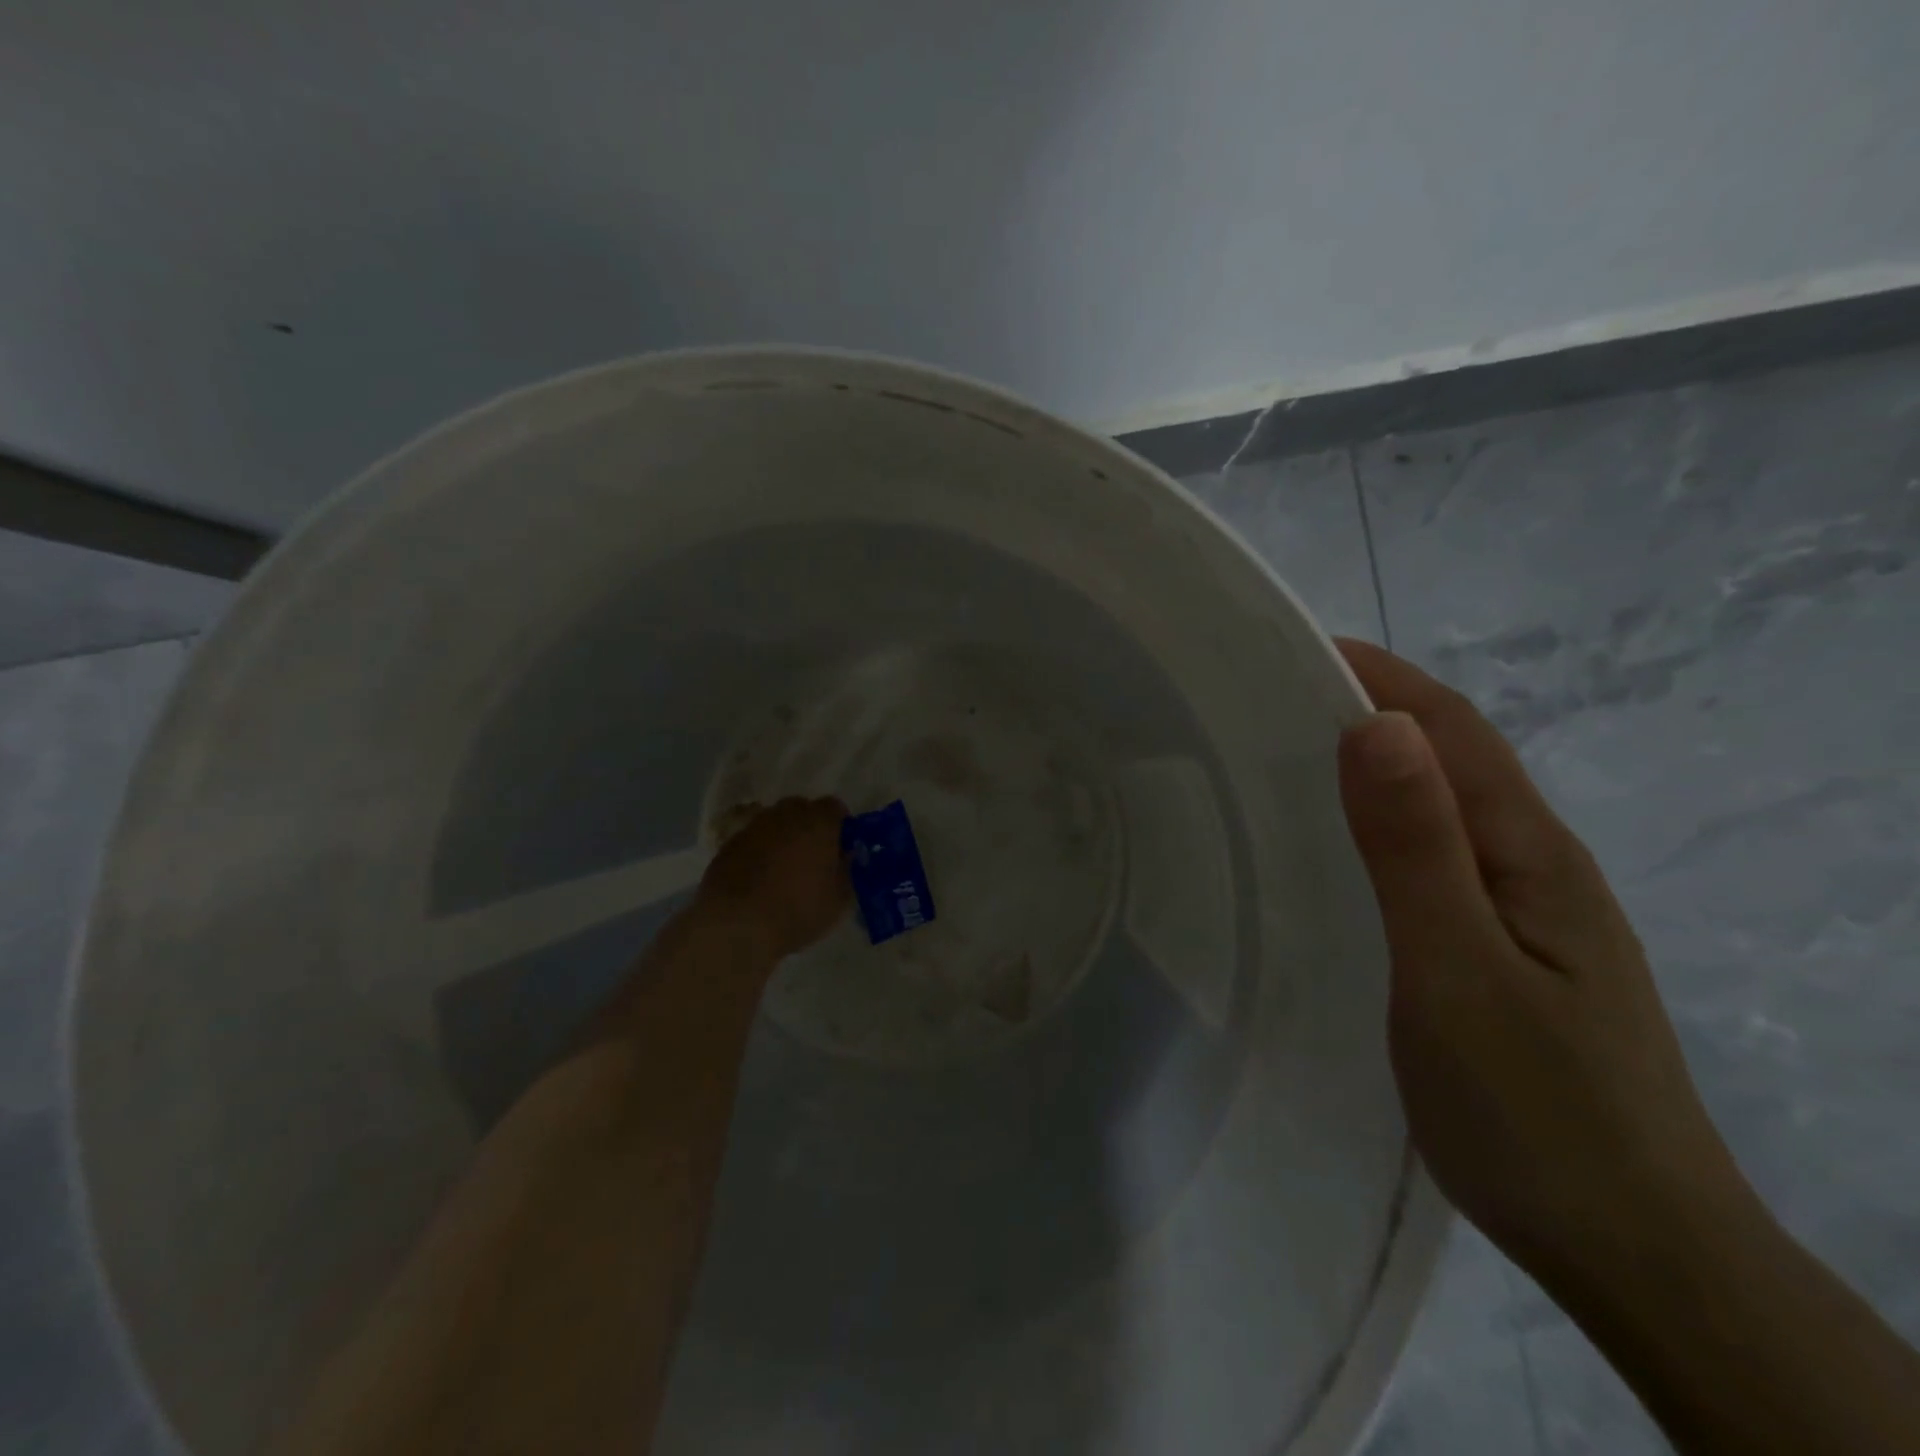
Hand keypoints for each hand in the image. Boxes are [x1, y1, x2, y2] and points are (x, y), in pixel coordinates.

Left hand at [697, 796, 850, 959]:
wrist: (736, 925)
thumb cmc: (798, 910)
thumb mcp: (839, 899)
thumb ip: (847, 870)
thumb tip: (846, 856)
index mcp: (818, 822)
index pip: (835, 807)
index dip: (840, 826)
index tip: (841, 849)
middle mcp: (785, 815)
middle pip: (802, 809)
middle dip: (810, 827)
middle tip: (814, 858)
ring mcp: (753, 828)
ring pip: (775, 823)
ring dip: (783, 838)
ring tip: (784, 870)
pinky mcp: (728, 845)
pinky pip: (753, 841)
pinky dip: (759, 852)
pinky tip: (759, 880)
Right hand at [1333, 639, 1753, 1280]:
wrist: (1634, 1249)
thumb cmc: (1534, 1108)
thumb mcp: (1458, 970)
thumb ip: (1415, 849)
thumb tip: (1376, 727)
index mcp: (1528, 853)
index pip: (1451, 730)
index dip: (1379, 678)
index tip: (1295, 650)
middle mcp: (1534, 864)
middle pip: (1451, 757)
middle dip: (1372, 708)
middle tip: (1272, 701)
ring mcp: (1525, 910)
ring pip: (1445, 806)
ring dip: (1379, 762)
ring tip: (1291, 756)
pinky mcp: (1505, 949)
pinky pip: (1438, 855)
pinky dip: (1387, 821)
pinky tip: (1346, 847)